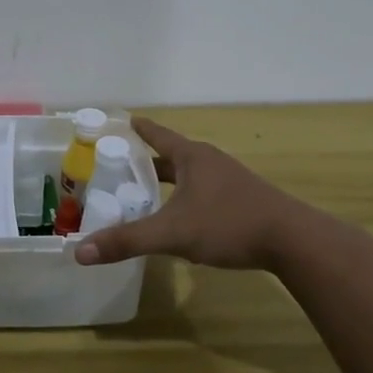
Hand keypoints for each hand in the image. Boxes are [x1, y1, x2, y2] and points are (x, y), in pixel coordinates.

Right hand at [73, 116, 317, 271]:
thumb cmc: (228, 224)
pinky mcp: (243, 200)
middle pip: (171, 155)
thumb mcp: (172, 233)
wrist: (292, 240)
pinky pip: (204, 191)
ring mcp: (230, 180)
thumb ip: (127, 241)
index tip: (120, 121)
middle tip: (119, 166)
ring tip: (145, 192)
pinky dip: (185, 197)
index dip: (137, 129)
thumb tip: (80, 252)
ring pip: (189, 174)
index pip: (157, 134)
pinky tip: (181, 217)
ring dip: (168, 180)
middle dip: (146, 160)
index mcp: (191, 157)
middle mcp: (210, 161)